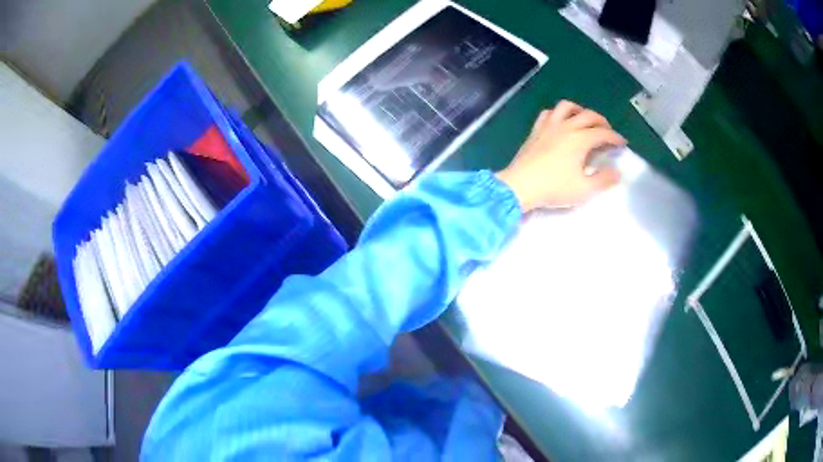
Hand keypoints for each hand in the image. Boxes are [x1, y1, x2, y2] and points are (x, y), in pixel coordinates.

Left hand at [496, 100, 625, 211]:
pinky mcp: (536, 129)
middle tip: (608, 131)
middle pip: (588, 115)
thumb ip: (603, 180)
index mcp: (580, 139)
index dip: (615, 137)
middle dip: (602, 121)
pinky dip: (559, 113)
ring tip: (585, 120)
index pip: (603, 133)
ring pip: (567, 107)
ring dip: (580, 110)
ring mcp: (549, 125)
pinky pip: (549, 113)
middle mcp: (566, 126)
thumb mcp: (584, 189)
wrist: (520, 185)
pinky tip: (560, 122)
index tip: (622, 143)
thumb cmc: (554, 188)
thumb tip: (617, 172)